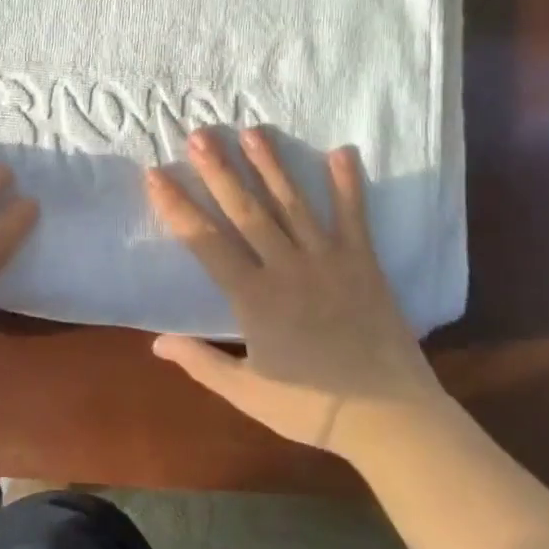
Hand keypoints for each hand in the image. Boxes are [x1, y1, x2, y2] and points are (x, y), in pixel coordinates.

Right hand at [145, 127, 440, 450]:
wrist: (391, 418)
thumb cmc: (313, 408)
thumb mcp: (247, 392)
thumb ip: (201, 363)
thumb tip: (156, 343)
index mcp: (254, 298)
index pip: (205, 243)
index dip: (177, 207)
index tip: (156, 174)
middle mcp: (287, 269)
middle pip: (247, 211)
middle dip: (220, 171)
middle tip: (200, 134)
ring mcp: (328, 261)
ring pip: (293, 204)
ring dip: (271, 165)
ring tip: (252, 131)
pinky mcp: (363, 263)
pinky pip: (354, 217)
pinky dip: (348, 184)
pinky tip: (342, 150)